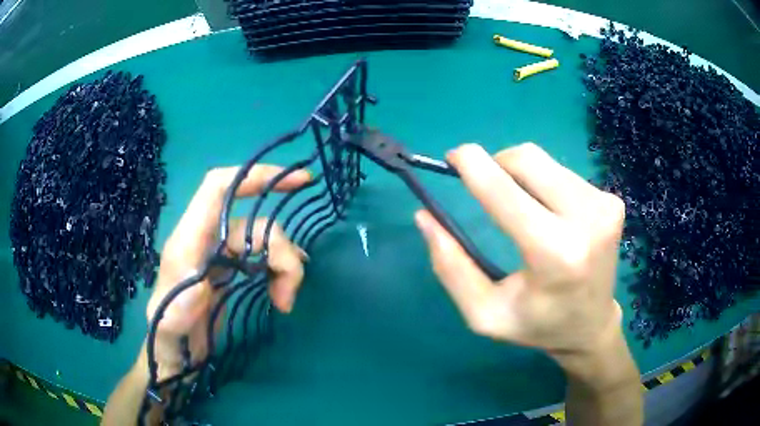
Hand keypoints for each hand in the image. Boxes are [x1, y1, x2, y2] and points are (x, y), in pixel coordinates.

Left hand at [144, 165, 310, 380]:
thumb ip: (183, 296)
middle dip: (280, 251)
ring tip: (285, 302)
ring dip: (284, 268)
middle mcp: (206, 239)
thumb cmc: (169, 335)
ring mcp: (221, 254)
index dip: (254, 176)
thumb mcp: (169, 320)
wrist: (177, 352)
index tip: (298, 181)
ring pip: (264, 241)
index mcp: (188, 241)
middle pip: (254, 222)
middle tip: (289, 294)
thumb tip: (207, 274)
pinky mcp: (233, 270)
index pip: (218, 189)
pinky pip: (265, 258)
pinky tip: (282, 294)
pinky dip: (280, 272)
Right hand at [415, 143, 625, 368]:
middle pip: (527, 160)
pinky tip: (549, 213)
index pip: (505, 192)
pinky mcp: (613, 201)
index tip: (453, 157)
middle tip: (486, 188)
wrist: (591, 326)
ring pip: (545, 162)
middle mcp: (587, 221)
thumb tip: (425, 216)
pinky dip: (544, 184)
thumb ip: (451, 266)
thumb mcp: (484, 313)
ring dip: (521, 176)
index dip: (473, 166)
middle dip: (496, 165)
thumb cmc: (537, 325)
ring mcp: (605, 206)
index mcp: (555, 254)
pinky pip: (563, 173)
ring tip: (522, 209)